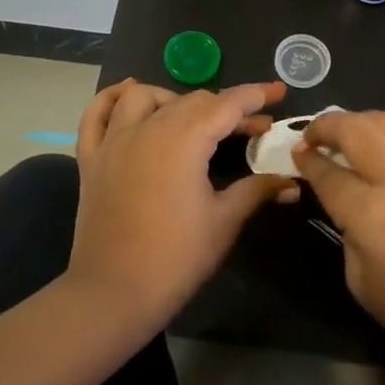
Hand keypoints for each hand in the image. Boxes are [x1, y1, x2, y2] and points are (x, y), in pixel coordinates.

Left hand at [69, 79, 296, 333]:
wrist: (114, 293)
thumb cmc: (176, 258)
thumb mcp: (224, 222)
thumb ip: (257, 191)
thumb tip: (292, 183)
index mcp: (184, 140)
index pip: (226, 105)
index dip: (255, 96)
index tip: (278, 92)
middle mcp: (148, 129)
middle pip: (192, 101)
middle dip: (227, 108)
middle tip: (253, 129)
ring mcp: (114, 141)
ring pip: (144, 97)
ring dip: (174, 98)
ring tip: (195, 118)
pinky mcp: (92, 158)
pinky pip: (97, 114)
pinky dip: (112, 97)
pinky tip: (129, 93)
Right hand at [293, 110, 384, 360]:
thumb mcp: (361, 282)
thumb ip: (346, 232)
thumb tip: (342, 200)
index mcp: (370, 214)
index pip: (327, 172)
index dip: (307, 160)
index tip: (296, 154)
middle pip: (353, 130)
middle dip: (325, 126)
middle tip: (312, 136)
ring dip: (358, 120)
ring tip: (346, 132)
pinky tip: (381, 140)